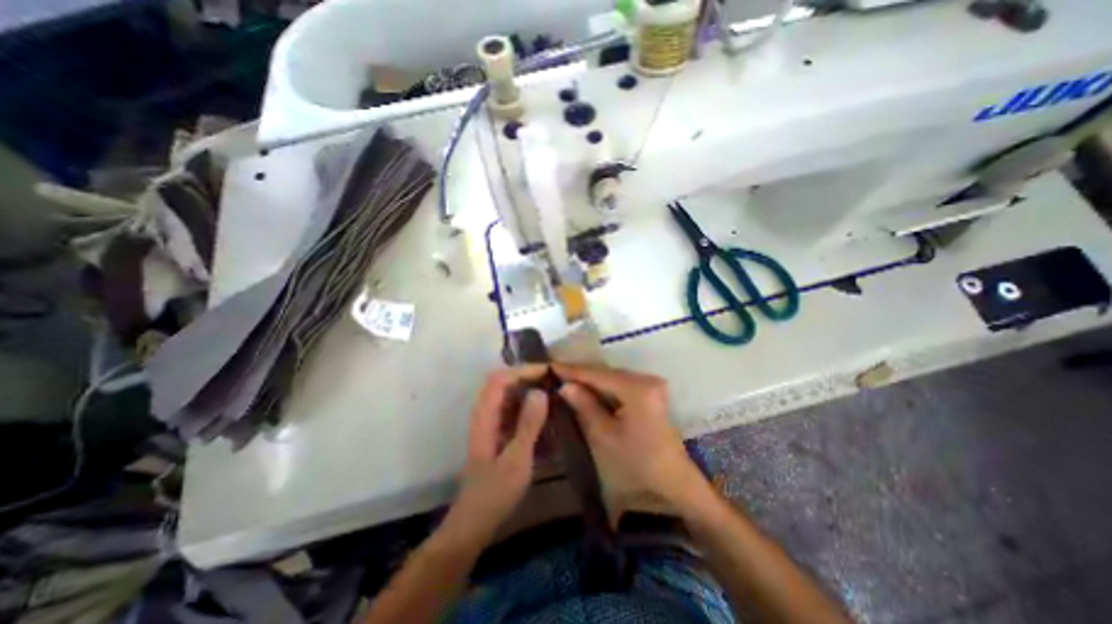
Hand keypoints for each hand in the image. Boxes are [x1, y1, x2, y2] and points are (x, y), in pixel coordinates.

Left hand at [442, 368, 548, 547]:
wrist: (475, 521)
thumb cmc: (495, 492)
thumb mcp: (517, 459)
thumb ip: (529, 424)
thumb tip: (541, 391)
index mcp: (485, 417)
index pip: (500, 379)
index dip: (523, 371)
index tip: (547, 372)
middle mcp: (485, 414)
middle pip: (503, 383)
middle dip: (527, 377)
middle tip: (552, 381)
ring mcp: (490, 423)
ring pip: (508, 395)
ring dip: (528, 390)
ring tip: (551, 392)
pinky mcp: (497, 433)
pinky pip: (513, 410)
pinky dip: (528, 406)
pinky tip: (544, 414)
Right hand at [551, 366, 706, 520]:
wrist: (673, 483)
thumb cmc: (637, 463)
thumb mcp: (604, 435)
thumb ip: (584, 406)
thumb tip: (565, 385)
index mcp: (637, 388)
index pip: (598, 374)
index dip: (572, 370)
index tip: (550, 366)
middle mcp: (646, 379)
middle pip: (606, 372)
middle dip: (580, 373)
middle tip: (555, 373)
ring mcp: (651, 384)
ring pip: (612, 377)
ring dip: (590, 379)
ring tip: (565, 378)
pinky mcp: (651, 392)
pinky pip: (620, 384)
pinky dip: (602, 386)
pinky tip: (586, 388)